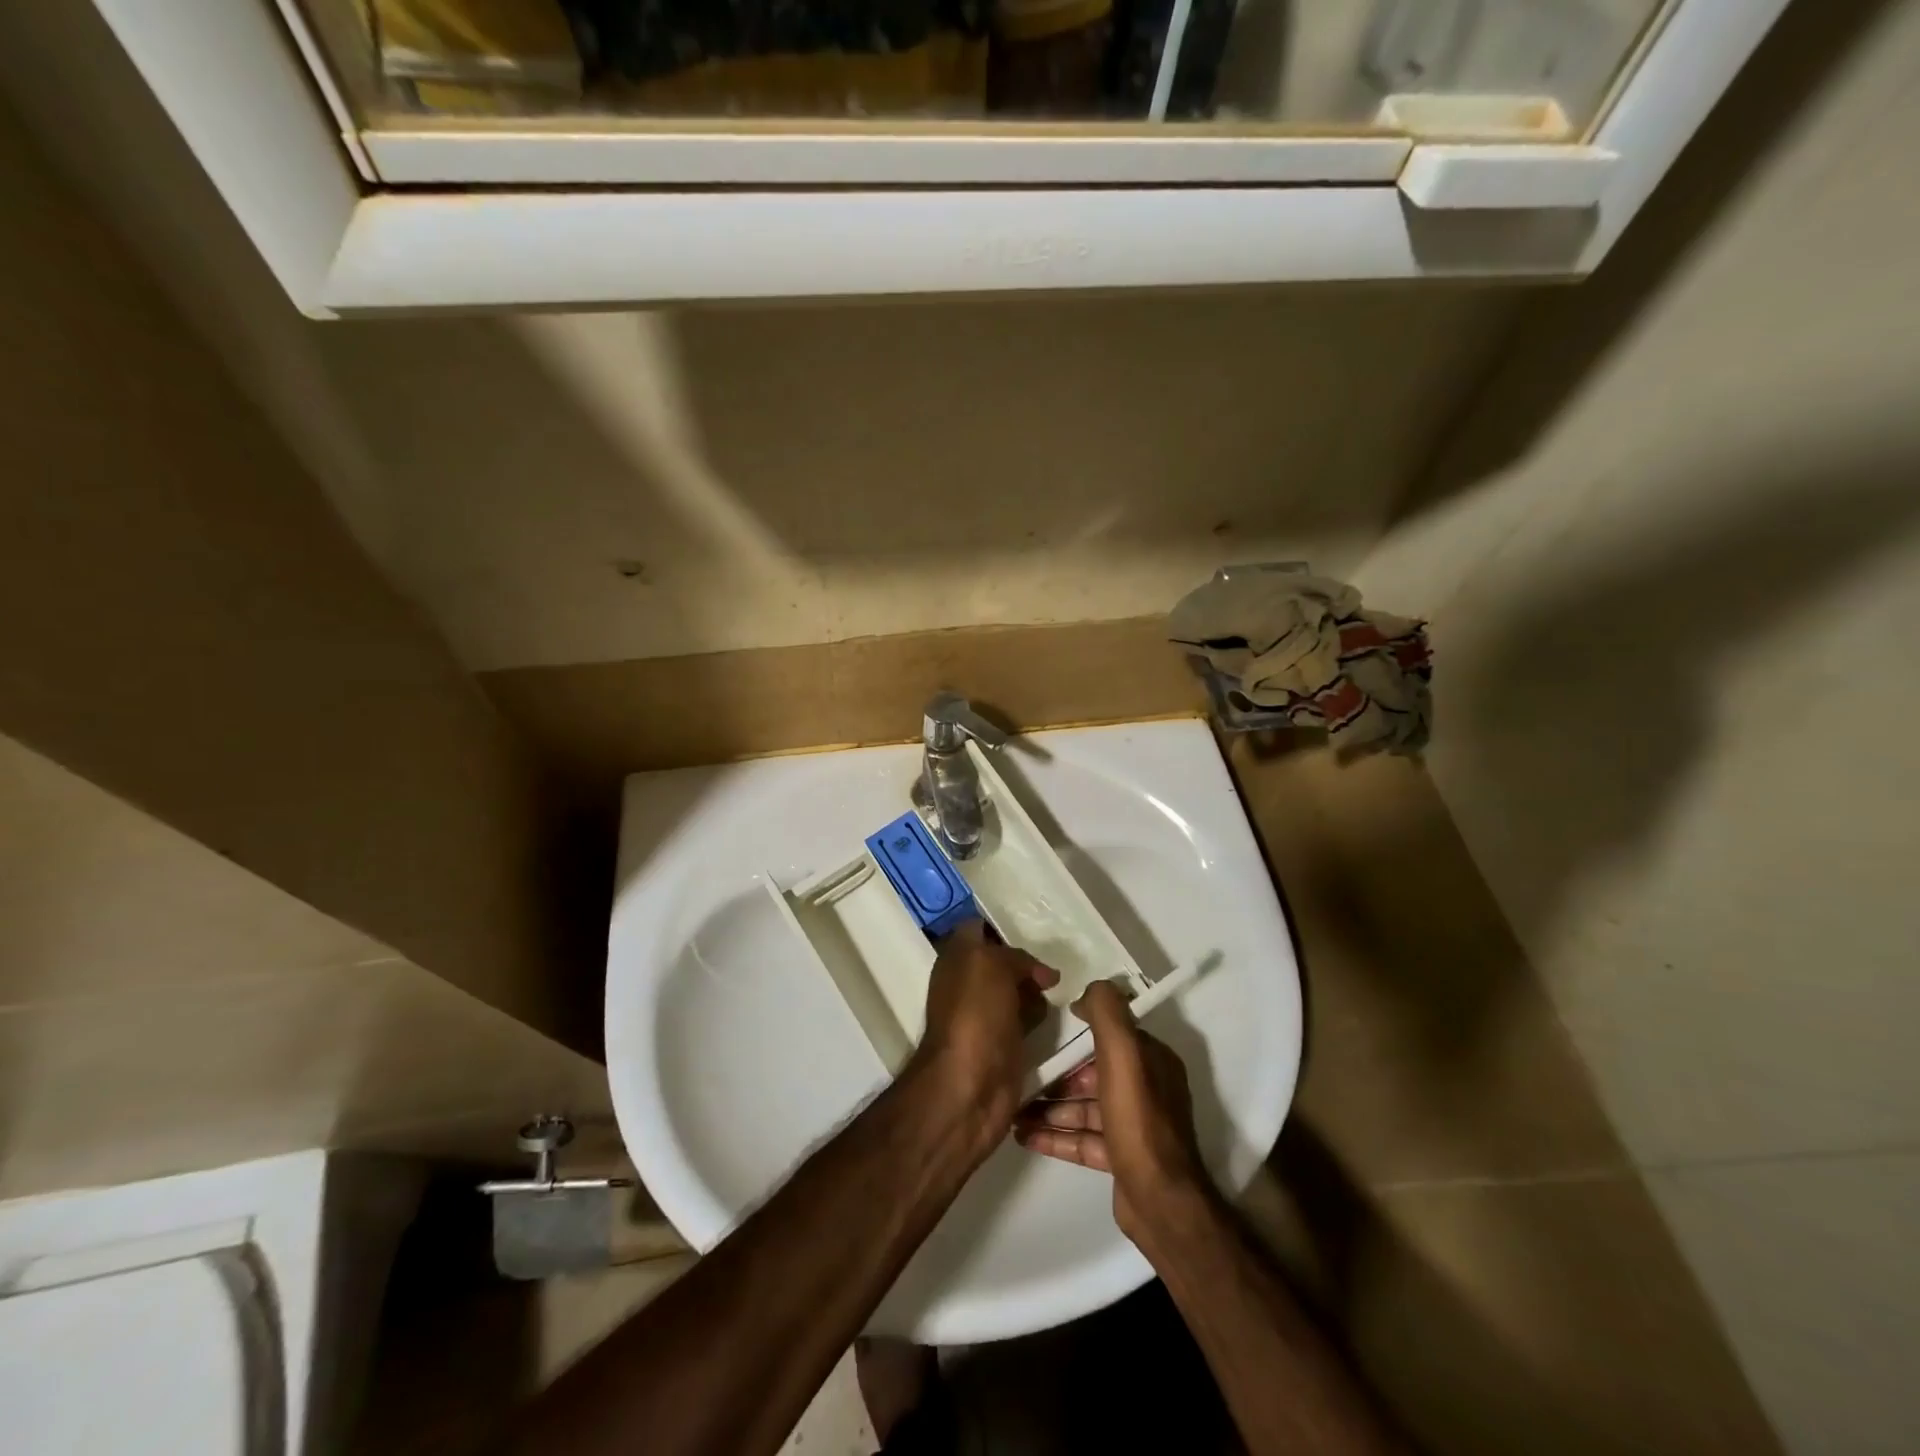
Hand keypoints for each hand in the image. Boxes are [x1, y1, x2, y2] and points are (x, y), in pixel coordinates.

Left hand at [913, 920, 1057, 1128]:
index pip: (978, 929)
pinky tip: (1062, 1015)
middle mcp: (968, 983)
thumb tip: (1043, 974)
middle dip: (1028, 961)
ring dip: (1039, 991)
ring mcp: (987, 1015)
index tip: (1033, 928)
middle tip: (1058, 961)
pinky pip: (1029, 1020)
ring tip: (1065, 989)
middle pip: (1003, 961)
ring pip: (1019, 990)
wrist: (971, 1085)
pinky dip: (1043, 1018)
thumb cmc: (975, 1014)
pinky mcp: (1006, 1043)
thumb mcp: (992, 965)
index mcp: (956, 959)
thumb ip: (1015, 957)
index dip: (1000, 926)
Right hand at [1015, 980, 1209, 1245]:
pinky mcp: (1119, 1157)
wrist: (1160, 1202)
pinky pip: (1081, 1138)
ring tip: (1012, 1109)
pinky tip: (1022, 1135)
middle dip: (1057, 1074)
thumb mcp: (1124, 1054)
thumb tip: (1086, 993)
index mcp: (1151, 1060)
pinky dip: (1054, 1135)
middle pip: (1092, 1073)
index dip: (1079, 1032)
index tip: (1045, 1031)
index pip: (1111, 1036)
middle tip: (1021, 1075)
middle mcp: (1145, 1088)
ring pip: (1084, 1107)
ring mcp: (1132, 1125)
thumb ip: (1107, 1014)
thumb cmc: (1138, 1119)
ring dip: (1049, 1106)